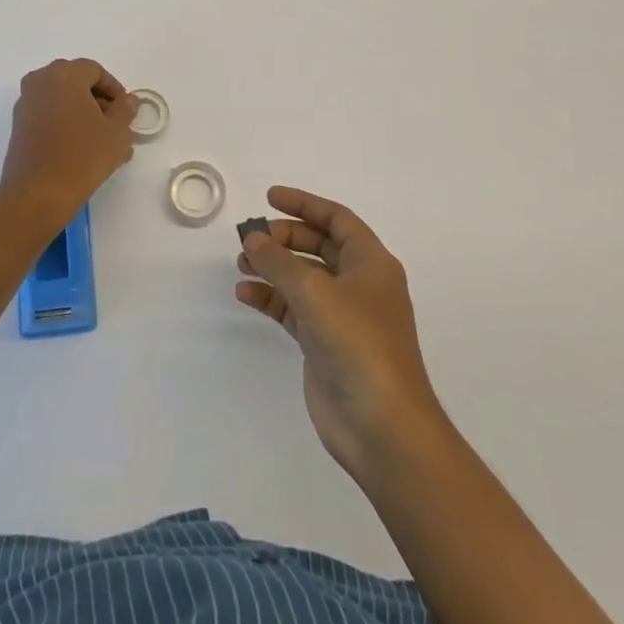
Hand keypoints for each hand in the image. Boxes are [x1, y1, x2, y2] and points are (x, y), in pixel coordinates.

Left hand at [0, 59, 137, 217]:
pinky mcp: (18, 126)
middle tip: (115, 124)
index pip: (95, 71)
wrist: (37, 195)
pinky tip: (81, 149)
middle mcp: (39, 81)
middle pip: (76, 82)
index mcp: (64, 74)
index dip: (115, 89)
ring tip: (102, 141)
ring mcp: (25, 104)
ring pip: (62, 100)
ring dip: (83, 114)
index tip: (126, 112)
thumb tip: (128, 100)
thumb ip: (125, 110)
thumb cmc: (82, 157)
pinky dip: (65, 124)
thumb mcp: (117, 132)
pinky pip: (48, 115)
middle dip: (98, 101)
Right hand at [236, 186, 444, 480]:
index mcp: (371, 263)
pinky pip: (292, 309)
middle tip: (251, 238)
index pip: (336, 219)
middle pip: (317, 245)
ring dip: (273, 267)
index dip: (304, 204)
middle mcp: (358, 284)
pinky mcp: (324, 343)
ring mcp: (342, 316)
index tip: (270, 197)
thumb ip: (279, 261)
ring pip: (302, 278)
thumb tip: (252, 239)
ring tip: (241, 263)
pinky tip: (245, 294)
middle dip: (284, 237)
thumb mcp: (315, 292)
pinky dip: (270, 298)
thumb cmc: (357, 344)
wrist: (381, 426)